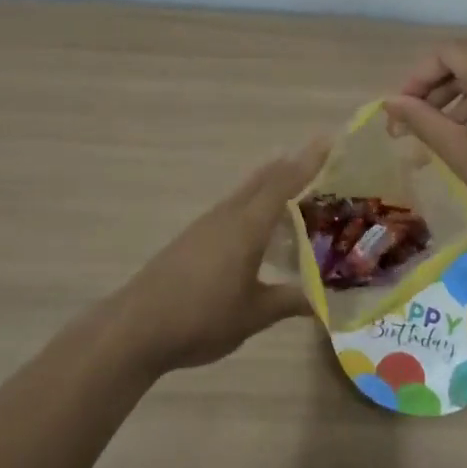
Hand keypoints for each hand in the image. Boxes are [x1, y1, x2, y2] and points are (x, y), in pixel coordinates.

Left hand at [108, 139, 328, 373]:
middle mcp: (227, 216)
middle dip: (291, 166)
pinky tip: (259, 225)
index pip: (284, 183)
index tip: (330, 140)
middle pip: (263, 180)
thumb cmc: (201, 318)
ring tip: (297, 187)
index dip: (308, 161)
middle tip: (321, 160)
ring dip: (271, 184)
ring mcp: (206, 225)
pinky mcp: (193, 239)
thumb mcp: (254, 315)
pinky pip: (233, 209)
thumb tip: (325, 302)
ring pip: (246, 193)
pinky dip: (254, 204)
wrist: (137, 328)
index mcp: (247, 226)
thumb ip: (290, 302)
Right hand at [384, 41, 466, 237]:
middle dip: (435, 92)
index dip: (416, 78)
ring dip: (459, 101)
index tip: (401, 112)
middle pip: (466, 62)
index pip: (443, 53)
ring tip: (444, 139)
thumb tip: (391, 102)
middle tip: (415, 128)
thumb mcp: (461, 151)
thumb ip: (422, 121)